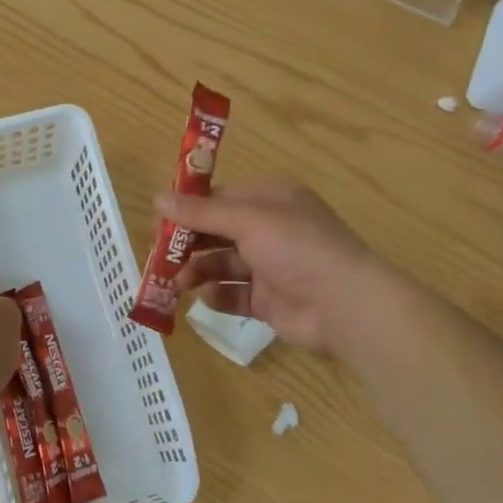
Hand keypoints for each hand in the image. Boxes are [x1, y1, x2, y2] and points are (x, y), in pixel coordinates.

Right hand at [160, 180, 381, 354]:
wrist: (344, 305)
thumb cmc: (297, 248)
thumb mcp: (247, 221)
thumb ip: (201, 213)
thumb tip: (157, 198)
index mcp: (271, 201)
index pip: (221, 198)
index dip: (189, 208)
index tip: (160, 220)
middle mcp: (270, 230)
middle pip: (217, 232)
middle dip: (189, 243)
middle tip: (161, 256)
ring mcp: (270, 267)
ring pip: (222, 265)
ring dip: (198, 271)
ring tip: (178, 283)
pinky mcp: (269, 300)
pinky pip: (234, 295)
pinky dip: (218, 296)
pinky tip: (206, 298)